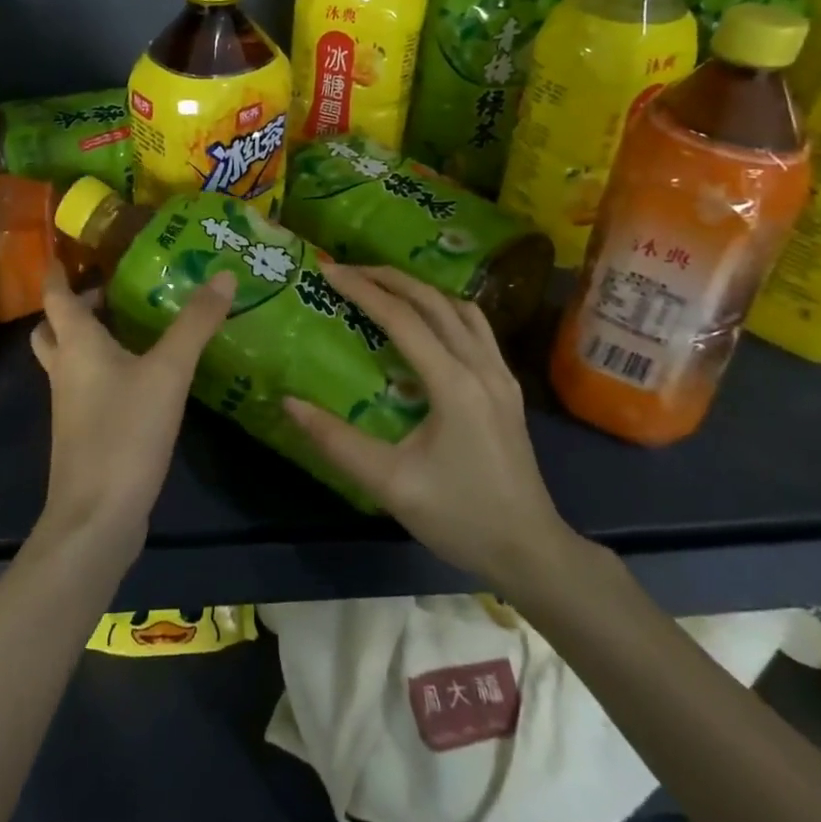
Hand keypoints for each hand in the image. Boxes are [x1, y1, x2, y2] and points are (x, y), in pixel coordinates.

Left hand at [30, 261, 235, 558]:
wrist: (96, 517)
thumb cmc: (124, 433)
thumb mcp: (169, 372)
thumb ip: (195, 323)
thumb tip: (222, 274)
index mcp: (77, 345)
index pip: (55, 295)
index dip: (57, 270)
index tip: (67, 249)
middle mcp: (66, 369)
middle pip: (54, 328)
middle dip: (75, 306)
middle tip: (110, 290)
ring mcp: (70, 405)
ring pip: (69, 359)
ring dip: (89, 338)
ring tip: (131, 327)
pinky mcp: (83, 433)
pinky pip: (85, 387)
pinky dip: (103, 370)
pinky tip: (141, 376)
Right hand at [282, 265, 576, 589]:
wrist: (531, 551)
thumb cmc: (460, 518)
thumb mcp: (390, 485)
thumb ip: (336, 442)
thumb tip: (289, 402)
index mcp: (454, 384)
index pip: (403, 318)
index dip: (363, 290)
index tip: (329, 272)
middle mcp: (481, 366)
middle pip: (433, 301)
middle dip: (388, 278)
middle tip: (348, 270)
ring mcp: (501, 374)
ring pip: (460, 308)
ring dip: (420, 289)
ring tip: (383, 286)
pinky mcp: (508, 387)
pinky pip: (476, 327)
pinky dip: (445, 309)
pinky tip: (428, 321)